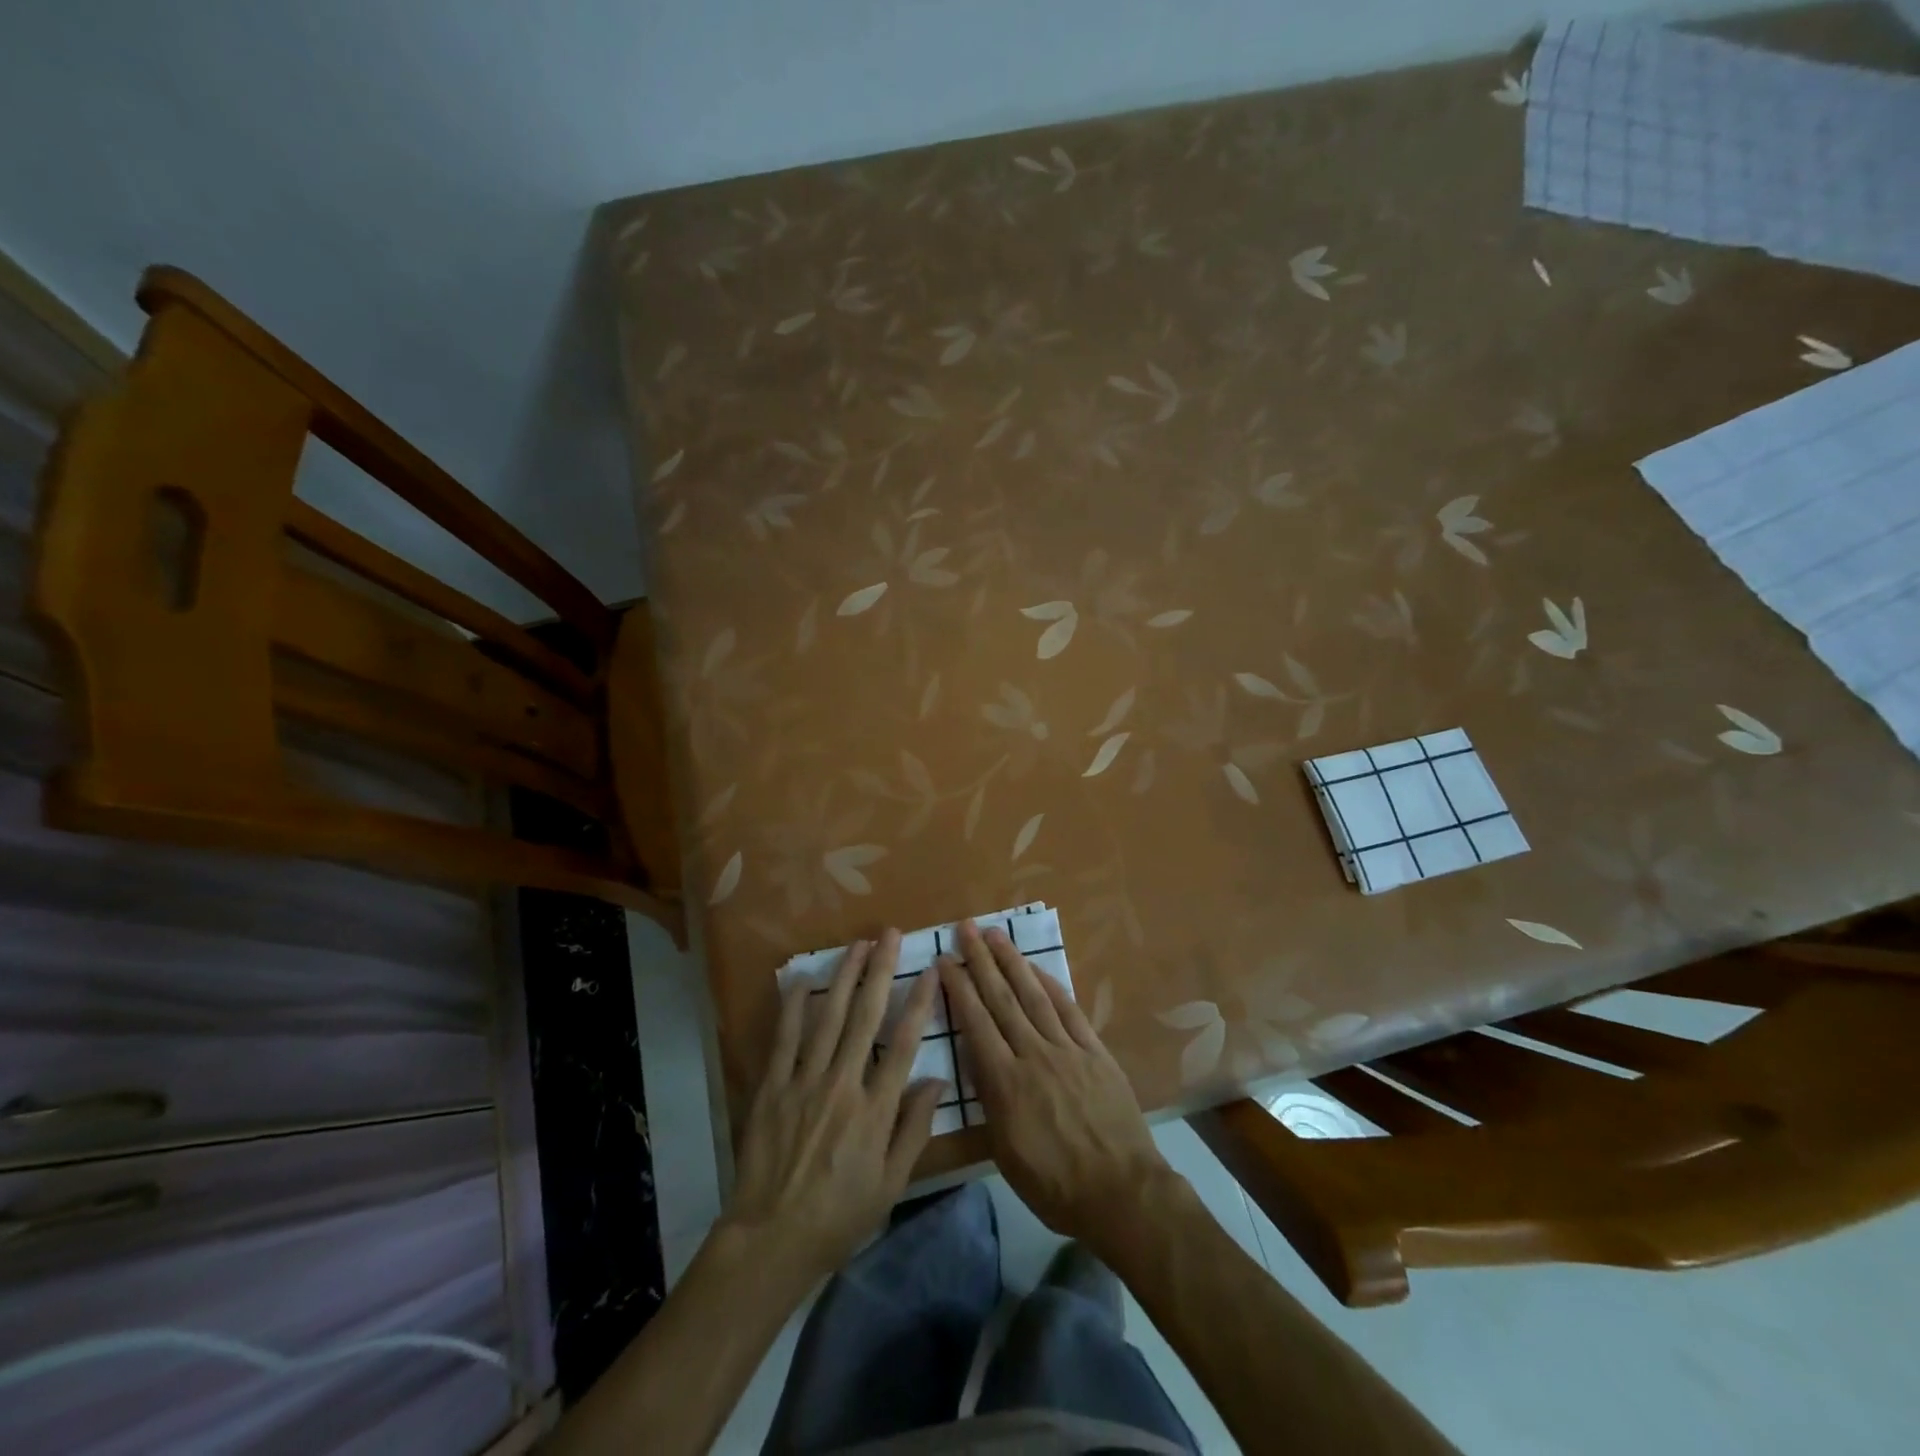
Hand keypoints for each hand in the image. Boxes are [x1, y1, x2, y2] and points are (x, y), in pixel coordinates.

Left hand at [722, 930, 945, 1281]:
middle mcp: (843, 1085)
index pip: (903, 1044)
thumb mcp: (891, 1183)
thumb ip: (914, 1129)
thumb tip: (938, 1080)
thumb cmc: (840, 1215)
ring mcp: (804, 1082)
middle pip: (866, 1017)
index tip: (929, 970)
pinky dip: (793, 1007)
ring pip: (828, 1017)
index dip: (918, 1003)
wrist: (772, 1238)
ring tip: (856, 945)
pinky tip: (800, 979)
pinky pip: (784, 1038)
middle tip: (888, 935)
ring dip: (843, 976)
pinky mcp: (773, 1087)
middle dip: (880, 971)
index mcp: (875, 1110)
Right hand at [939, 921, 1171, 1246]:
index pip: (975, 1023)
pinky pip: (1069, 1009)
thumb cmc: (1054, 1185)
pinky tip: (1037, 969)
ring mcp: (1067, 1049)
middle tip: (966, 928)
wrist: (1120, 1192)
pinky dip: (1051, 984)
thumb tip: (978, 1061)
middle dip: (980, 961)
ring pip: (1034, 995)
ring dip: (1012, 962)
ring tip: (996, 935)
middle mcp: (1033, 1054)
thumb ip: (990, 1101)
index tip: (944, 961)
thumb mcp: (1004, 1152)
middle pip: (1001, 999)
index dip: (958, 989)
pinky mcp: (1095, 1051)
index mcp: (1005, 1083)